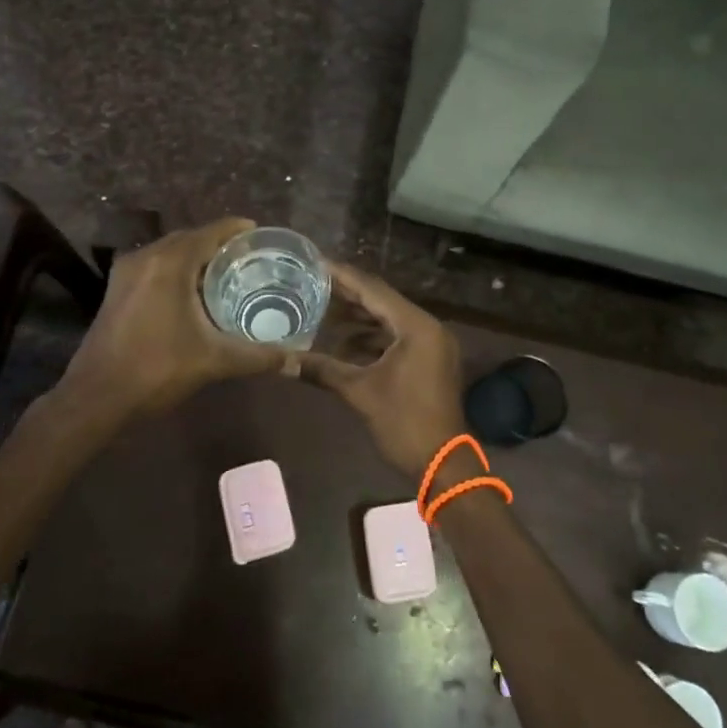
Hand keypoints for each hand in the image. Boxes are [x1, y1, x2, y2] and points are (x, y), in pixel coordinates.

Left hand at [60, 217, 287, 419]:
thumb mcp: (214, 361)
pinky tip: (194, 292)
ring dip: (196, 256)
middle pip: (190, 238)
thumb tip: (295, 359)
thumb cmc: (157, 370)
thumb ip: (257, 356)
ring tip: (228, 272)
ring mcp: (126, 272)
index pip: (211, 232)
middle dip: (219, 244)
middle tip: (250, 257)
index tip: (261, 235)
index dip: (237, 230)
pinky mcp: (117, 290)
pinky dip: (177, 269)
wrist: (96, 397)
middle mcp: (146, 257)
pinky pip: (155, 266)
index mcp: (170, 263)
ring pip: (170, 252)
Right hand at [299, 262, 462, 479]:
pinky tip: (344, 345)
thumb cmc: (404, 422)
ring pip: (389, 321)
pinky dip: (372, 339)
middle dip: (347, 296)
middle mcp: (427, 327)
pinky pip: (397, 338)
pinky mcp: (429, 361)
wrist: (443, 465)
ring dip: (359, 319)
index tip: (315, 263)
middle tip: (312, 284)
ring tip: (322, 312)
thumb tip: (283, 360)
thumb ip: (322, 369)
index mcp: (416, 326)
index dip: (342, 277)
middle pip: (382, 302)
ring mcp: (431, 345)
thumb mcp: (360, 392)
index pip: (373, 290)